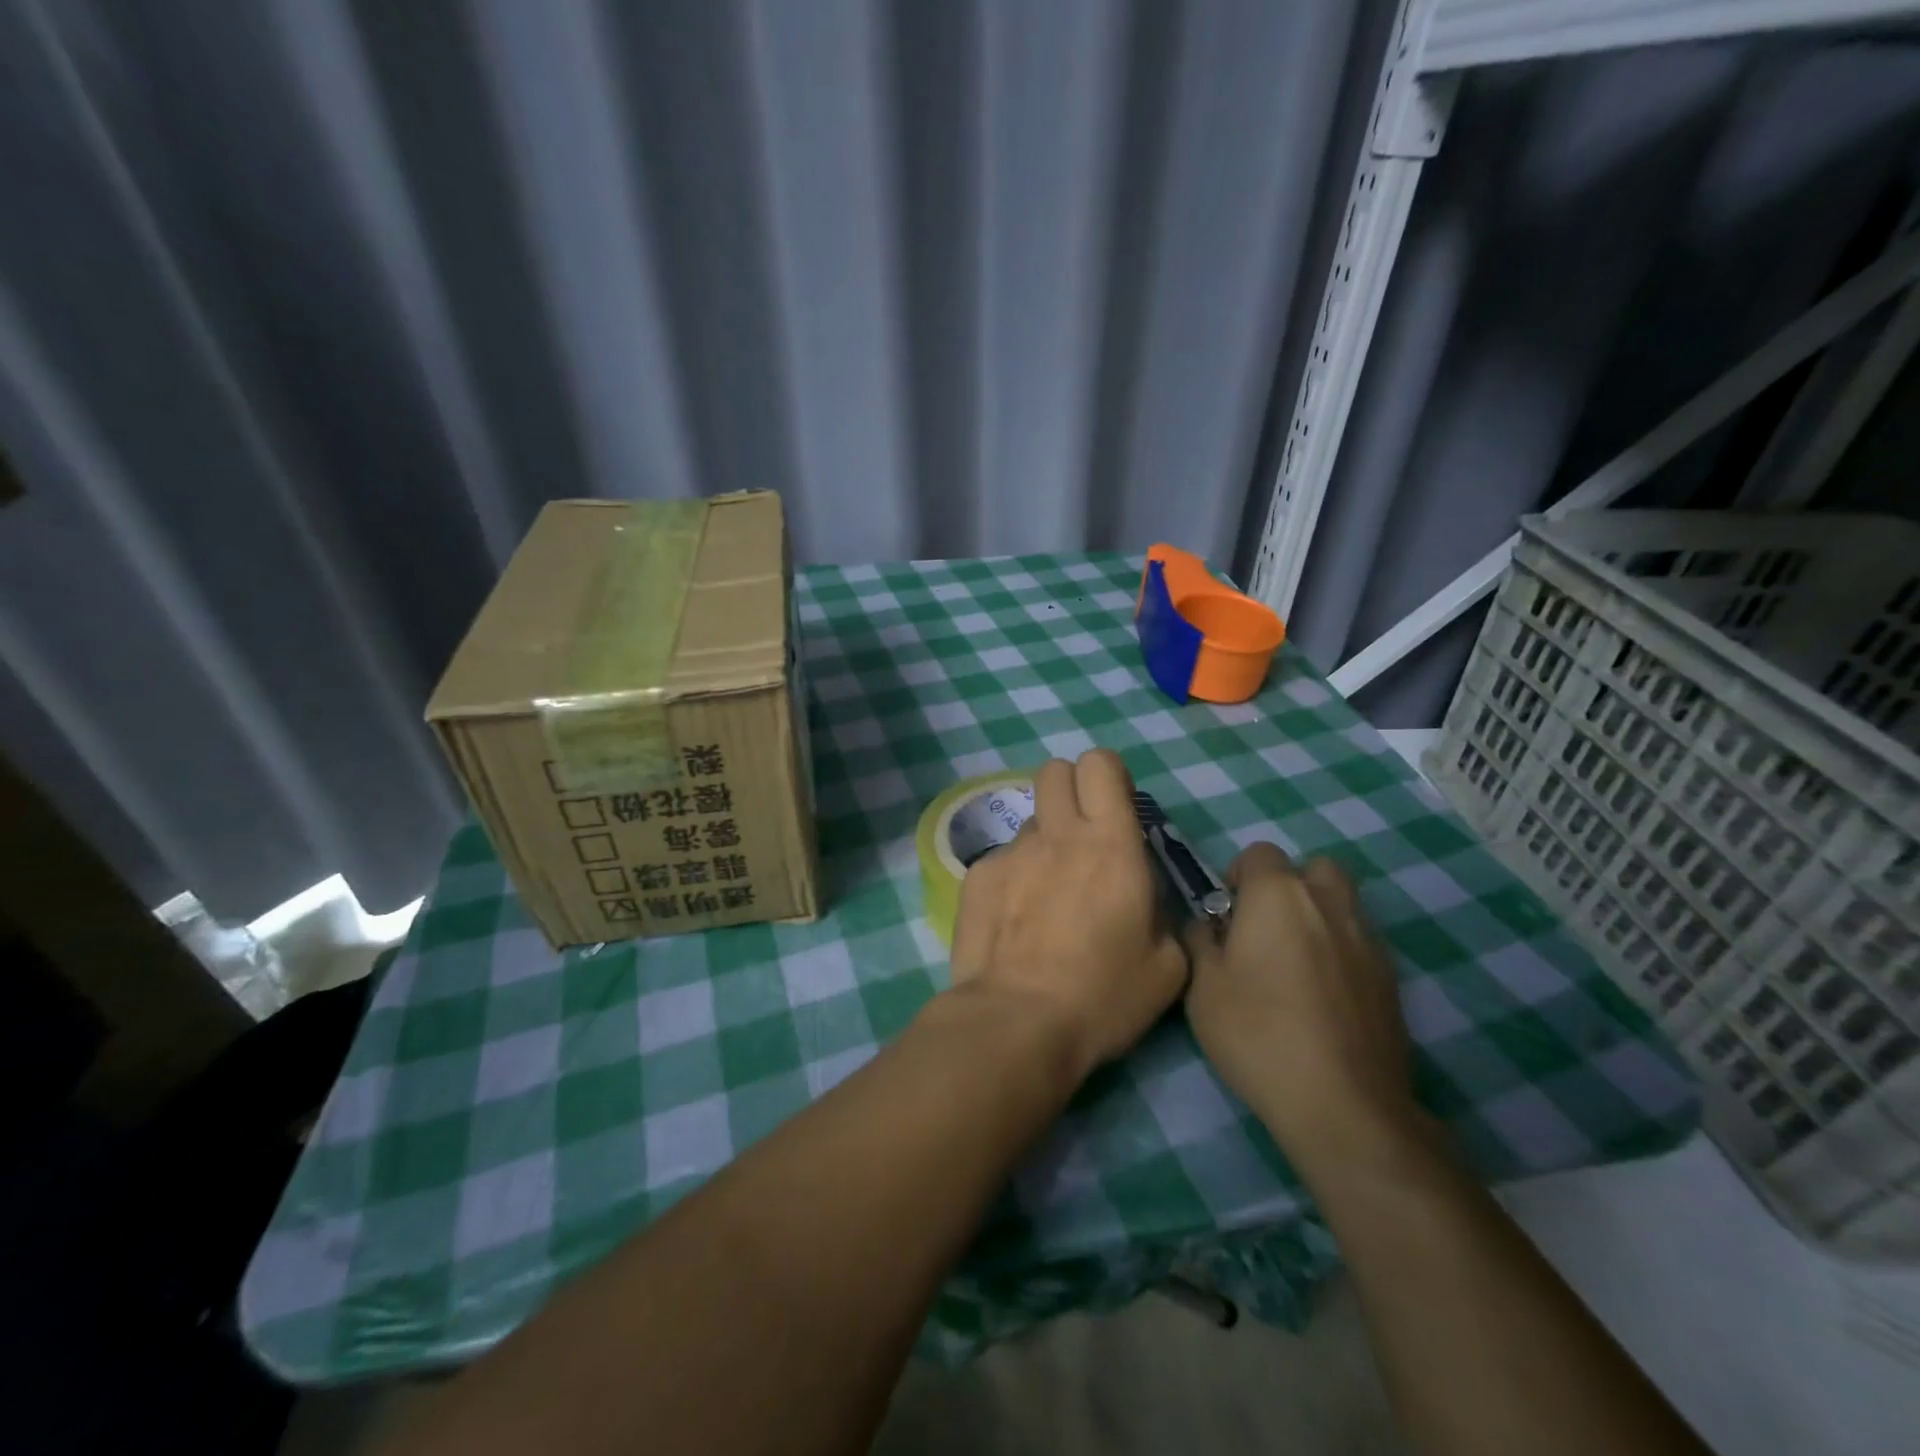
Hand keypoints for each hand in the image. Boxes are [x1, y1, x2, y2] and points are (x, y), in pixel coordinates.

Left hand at [947, 750, 1187, 1081]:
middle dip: (1071, 791)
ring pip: (1030, 821)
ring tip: (1047, 896)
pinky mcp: (977, 876)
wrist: (1017, 1023)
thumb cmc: (1102, 997)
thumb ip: (1162, 914)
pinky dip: (1013, 878)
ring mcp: (1010, 852)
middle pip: (1054, 770)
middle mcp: (1057, 834)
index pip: (1100, 764)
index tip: (1116, 811)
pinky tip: (1015, 923)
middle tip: (1083, 837)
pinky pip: (1001, 859)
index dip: (1109, 778)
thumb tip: (1145, 899)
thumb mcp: (1167, 966)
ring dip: (1045, 843)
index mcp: (1110, 844)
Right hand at [1183, 843, 1420, 1172]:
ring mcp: (1367, 939)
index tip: (1226, 917)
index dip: (1238, 877)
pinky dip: (1340, 951)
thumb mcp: (1202, 987)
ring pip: (1342, 902)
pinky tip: (1323, 996)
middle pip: (1312, 868)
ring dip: (1317, 916)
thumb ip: (1200, 941)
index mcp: (1278, 895)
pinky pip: (1360, 941)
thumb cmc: (1258, 1034)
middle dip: (1288, 887)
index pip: (1259, 854)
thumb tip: (1207, 925)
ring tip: (1295, 962)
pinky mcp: (1391, 977)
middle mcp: (1328, 903)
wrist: (1343, 1104)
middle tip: (1264, 930)